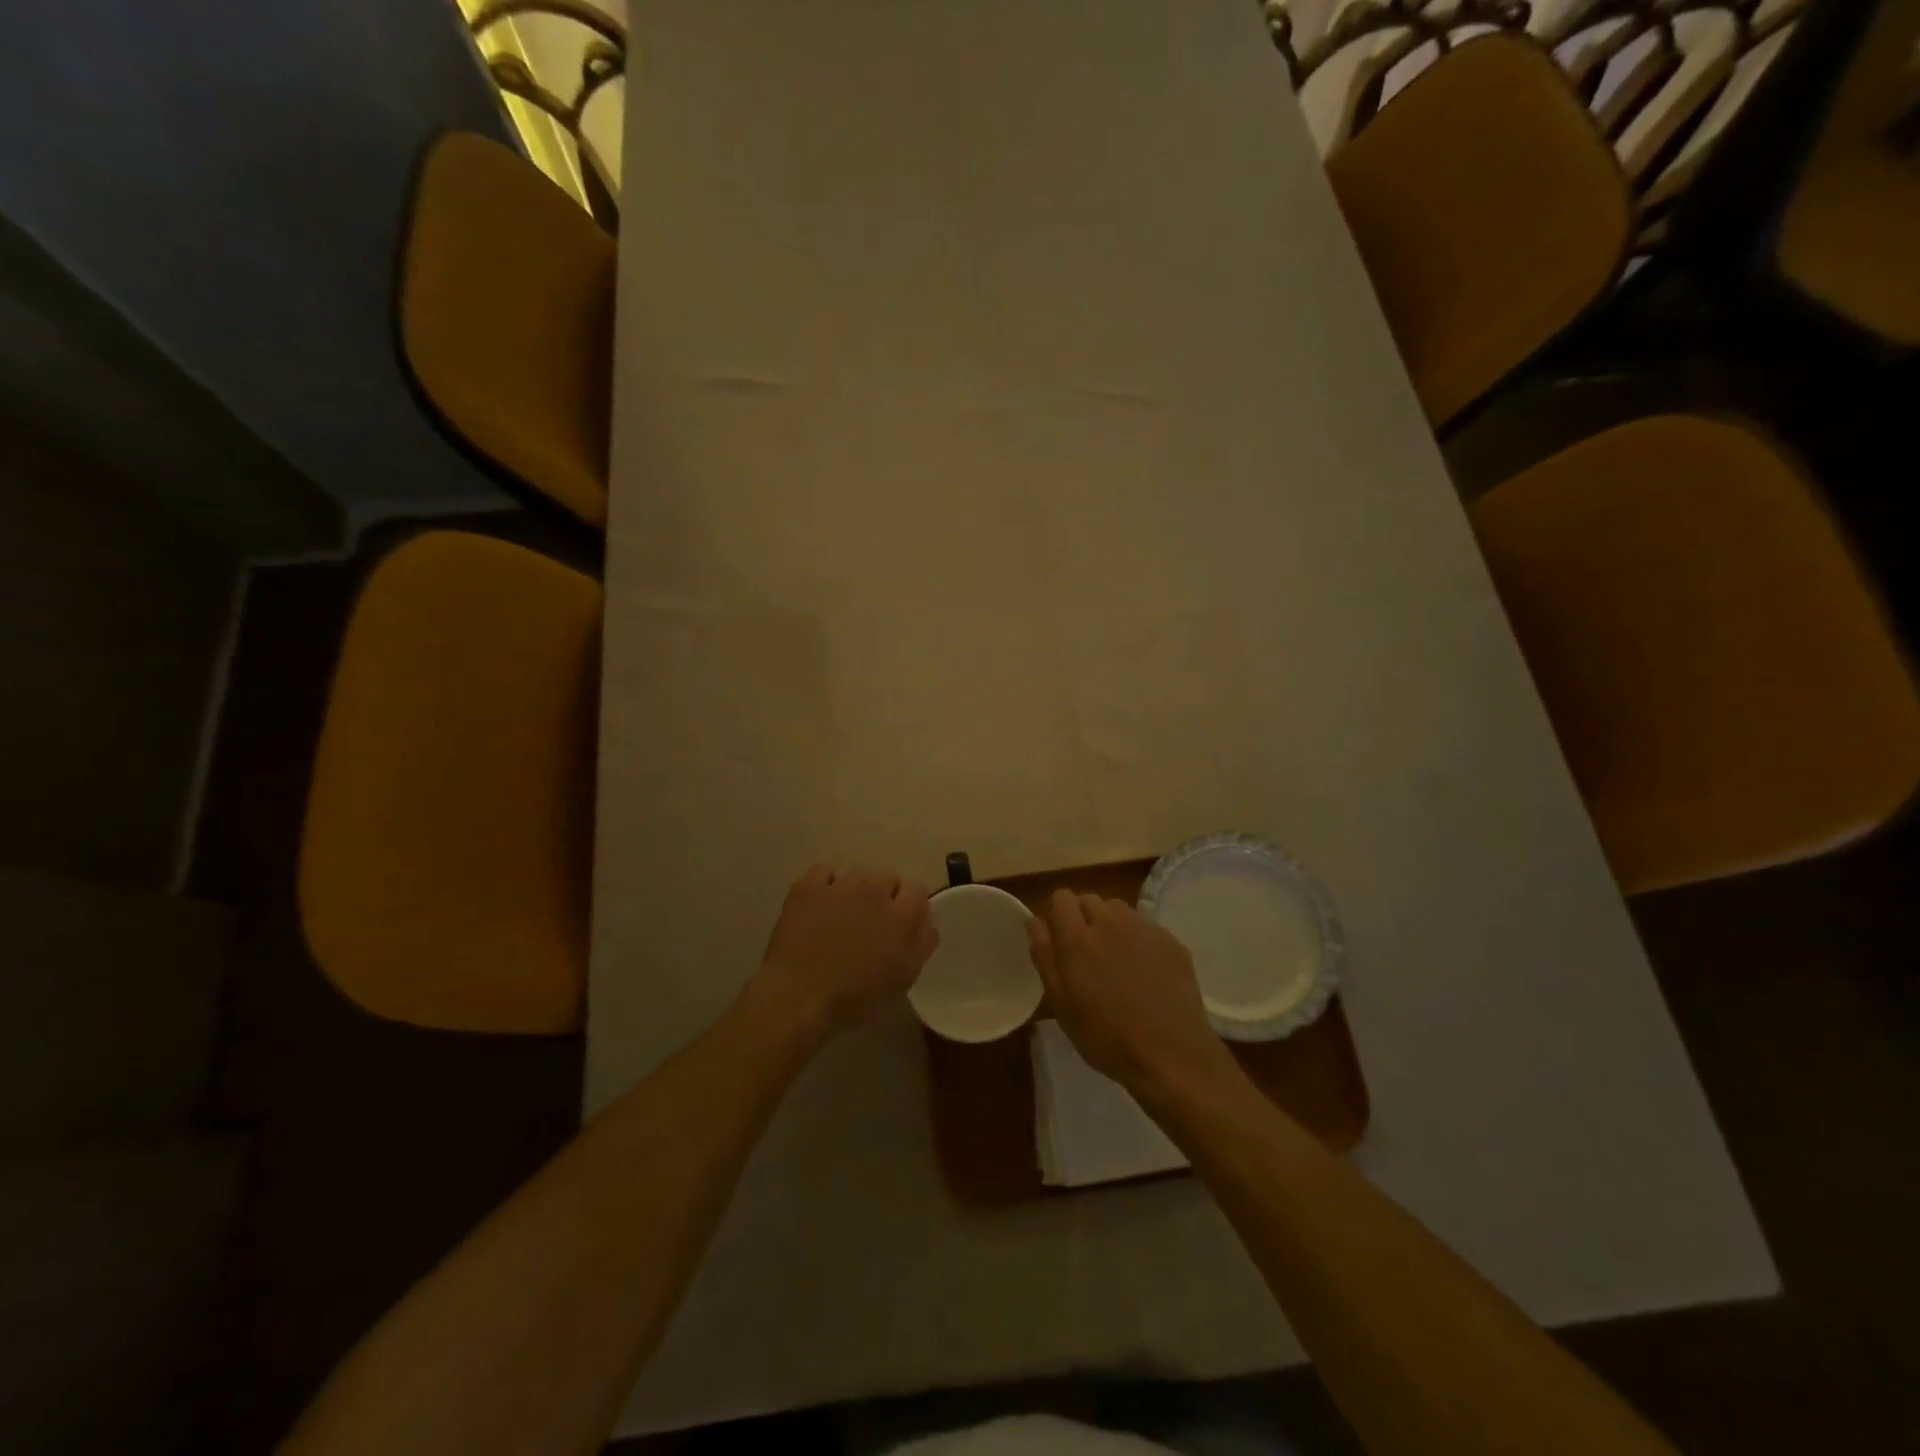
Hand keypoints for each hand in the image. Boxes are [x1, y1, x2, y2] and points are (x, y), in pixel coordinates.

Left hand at [751, 865, 937, 1037]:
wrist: (798, 998)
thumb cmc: (856, 997)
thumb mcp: (903, 979)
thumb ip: (922, 943)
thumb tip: (926, 921)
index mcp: (902, 916)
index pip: (917, 889)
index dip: (909, 905)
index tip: (899, 923)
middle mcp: (875, 890)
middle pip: (887, 877)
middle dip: (883, 895)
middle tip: (870, 923)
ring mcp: (840, 885)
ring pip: (857, 874)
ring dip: (856, 889)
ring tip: (843, 915)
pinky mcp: (808, 886)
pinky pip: (824, 872)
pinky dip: (825, 884)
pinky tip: (820, 905)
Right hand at [1027, 890, 1240, 1102]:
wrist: (1172, 1056)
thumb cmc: (1106, 1037)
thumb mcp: (1062, 1005)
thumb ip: (1044, 956)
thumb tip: (1035, 920)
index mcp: (1078, 938)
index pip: (1061, 898)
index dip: (1058, 916)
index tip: (1060, 941)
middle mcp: (1111, 923)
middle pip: (1089, 899)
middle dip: (1083, 918)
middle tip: (1087, 955)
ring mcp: (1145, 929)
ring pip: (1118, 908)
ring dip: (1111, 924)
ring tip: (1116, 959)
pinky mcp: (1171, 940)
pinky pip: (1145, 925)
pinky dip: (1138, 938)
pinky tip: (1144, 970)